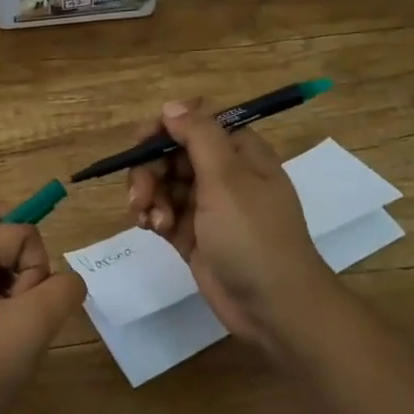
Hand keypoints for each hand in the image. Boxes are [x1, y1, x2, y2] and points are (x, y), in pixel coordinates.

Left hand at [0, 203, 86, 413]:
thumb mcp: (35, 320)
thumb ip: (65, 288)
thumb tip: (68, 284)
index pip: (20, 231)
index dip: (35, 266)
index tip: (22, 304)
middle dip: (26, 257)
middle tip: (26, 293)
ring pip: (2, 259)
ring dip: (22, 283)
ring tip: (18, 321)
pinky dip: (15, 303)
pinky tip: (14, 335)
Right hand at [126, 98, 338, 348]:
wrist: (273, 307)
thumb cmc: (253, 237)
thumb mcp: (227, 179)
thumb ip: (198, 136)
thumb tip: (172, 105)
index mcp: (240, 153)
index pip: (196, 123)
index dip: (166, 128)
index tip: (141, 143)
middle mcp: (224, 174)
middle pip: (173, 153)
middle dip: (150, 170)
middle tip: (140, 194)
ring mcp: (208, 206)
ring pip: (163, 183)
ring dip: (149, 195)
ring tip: (151, 220)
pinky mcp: (194, 235)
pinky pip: (163, 212)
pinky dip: (153, 216)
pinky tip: (152, 228)